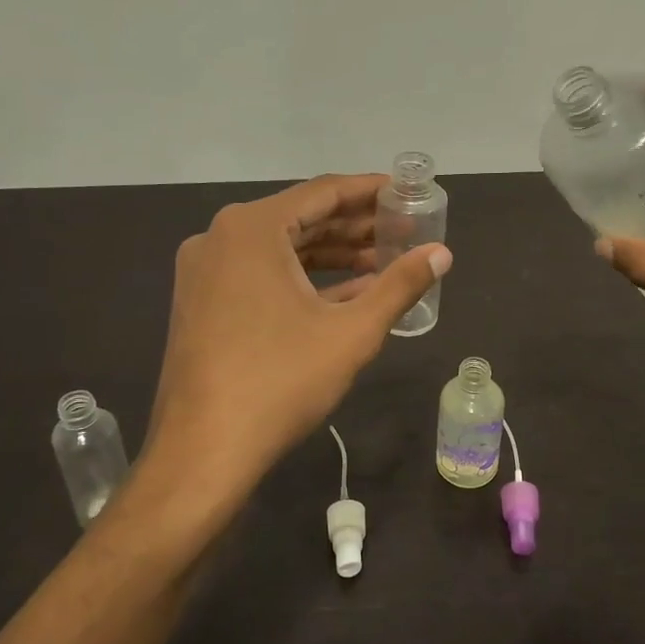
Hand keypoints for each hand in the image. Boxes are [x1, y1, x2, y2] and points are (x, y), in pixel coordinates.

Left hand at [140, 174, 451, 522]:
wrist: (203, 452)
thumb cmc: (280, 381)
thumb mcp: (351, 332)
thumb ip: (400, 285)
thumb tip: (442, 254)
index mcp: (251, 228)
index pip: (322, 193)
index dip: (370, 191)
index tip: (407, 193)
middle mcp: (220, 237)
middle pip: (300, 218)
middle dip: (355, 226)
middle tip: (404, 231)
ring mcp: (205, 271)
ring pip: (280, 249)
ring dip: (331, 254)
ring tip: (383, 261)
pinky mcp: (202, 302)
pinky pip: (260, 274)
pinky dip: (302, 279)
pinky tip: (345, 293)